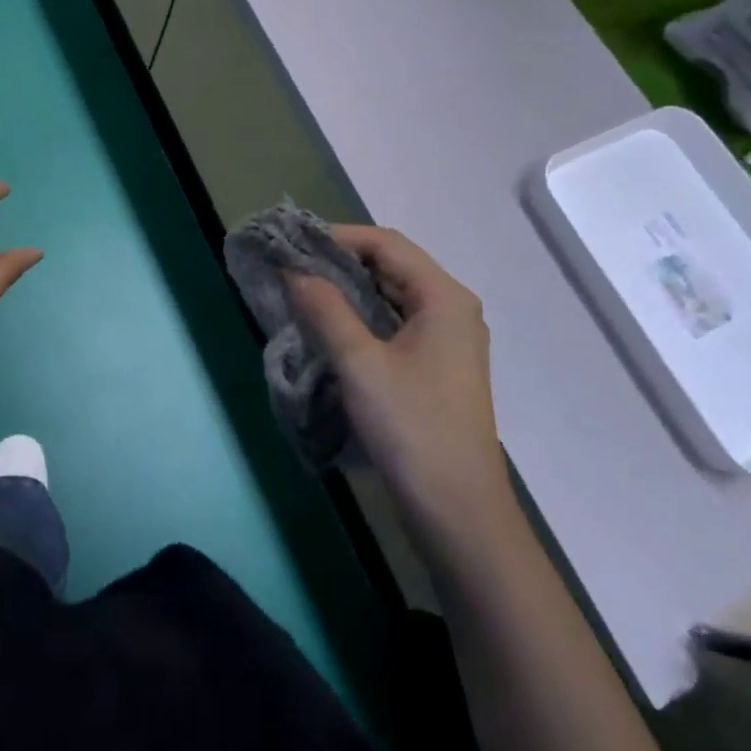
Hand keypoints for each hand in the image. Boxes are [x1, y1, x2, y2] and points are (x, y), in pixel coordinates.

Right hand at [289, 226, 510, 530]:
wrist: (459, 514)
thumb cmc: (412, 429)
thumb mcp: (359, 363)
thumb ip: (324, 308)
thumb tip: (293, 270)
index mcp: (443, 297)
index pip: (385, 243)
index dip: (337, 236)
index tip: (292, 244)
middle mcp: (451, 308)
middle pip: (390, 264)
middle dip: (339, 260)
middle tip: (291, 266)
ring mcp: (447, 339)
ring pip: (390, 294)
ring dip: (348, 288)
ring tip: (302, 291)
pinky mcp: (436, 365)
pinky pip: (393, 321)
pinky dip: (360, 314)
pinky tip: (329, 325)